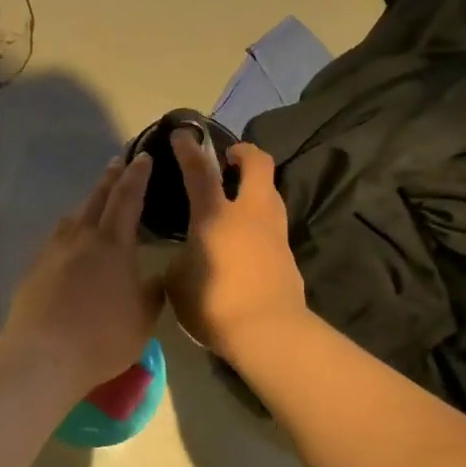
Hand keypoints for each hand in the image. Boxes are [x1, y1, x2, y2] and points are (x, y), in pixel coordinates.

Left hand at [2, 154, 165, 398]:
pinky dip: (69, 230)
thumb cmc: (102, 337)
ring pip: (73, 216)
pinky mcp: (35, 268)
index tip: (143, 157)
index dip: (137, 176)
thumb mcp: (143, 319)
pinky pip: (57, 238)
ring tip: (95, 201)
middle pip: (97, 198)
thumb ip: (152, 293)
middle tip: (119, 162)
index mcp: (113, 244)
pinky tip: (69, 241)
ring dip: (87, 203)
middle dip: (111, 178)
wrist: (42, 354)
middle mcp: (82, 238)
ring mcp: (54, 251)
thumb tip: (158, 277)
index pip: (128, 198)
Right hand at [166, 129, 308, 360]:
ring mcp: (274, 231)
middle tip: (228, 158)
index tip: (183, 133)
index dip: (189, 149)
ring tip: (237, 197)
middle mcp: (249, 213)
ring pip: (271, 191)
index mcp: (215, 215)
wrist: (268, 333)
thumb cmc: (214, 304)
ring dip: (256, 185)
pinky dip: (260, 218)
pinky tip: (246, 236)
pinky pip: (273, 222)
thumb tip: (187, 255)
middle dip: (244, 152)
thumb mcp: (178, 282)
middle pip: (258, 164)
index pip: (200, 170)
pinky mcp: (287, 253)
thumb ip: (180, 258)